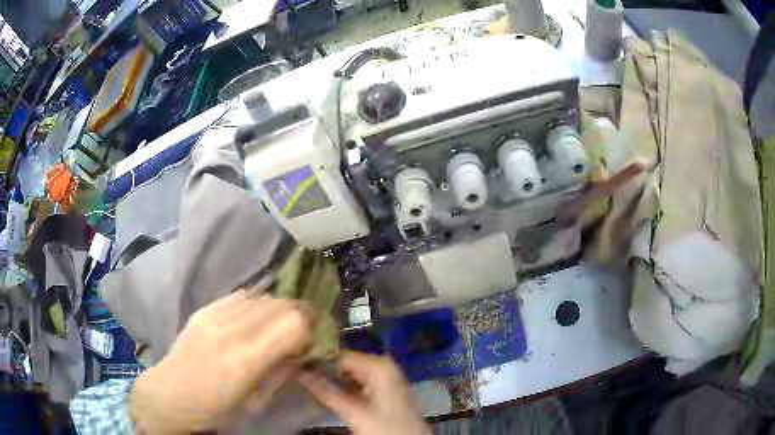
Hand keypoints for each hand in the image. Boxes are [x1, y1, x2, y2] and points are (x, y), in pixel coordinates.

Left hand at [130, 290, 313, 432]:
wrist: (169, 394)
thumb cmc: (214, 410)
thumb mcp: (255, 403)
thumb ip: (280, 373)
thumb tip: (301, 352)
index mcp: (245, 360)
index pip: (293, 324)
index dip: (311, 328)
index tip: (316, 339)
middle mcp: (230, 330)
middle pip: (280, 304)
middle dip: (300, 315)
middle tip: (305, 330)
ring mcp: (214, 315)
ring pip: (262, 297)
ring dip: (279, 309)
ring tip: (280, 325)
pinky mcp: (203, 309)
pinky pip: (240, 296)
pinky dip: (256, 305)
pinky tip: (256, 318)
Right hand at [299, 351, 430, 434]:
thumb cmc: (385, 428)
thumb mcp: (354, 412)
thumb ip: (326, 391)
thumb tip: (298, 372)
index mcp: (378, 366)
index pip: (339, 354)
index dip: (316, 357)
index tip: (293, 359)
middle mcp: (381, 365)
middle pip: (344, 361)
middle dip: (321, 366)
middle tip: (296, 368)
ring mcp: (382, 376)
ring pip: (348, 371)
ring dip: (328, 375)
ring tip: (303, 375)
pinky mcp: (380, 388)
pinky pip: (355, 380)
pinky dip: (340, 384)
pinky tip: (322, 386)